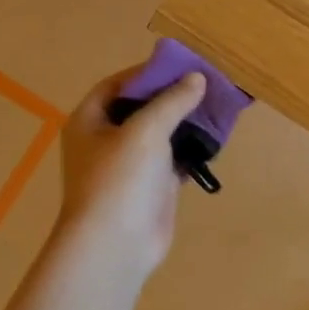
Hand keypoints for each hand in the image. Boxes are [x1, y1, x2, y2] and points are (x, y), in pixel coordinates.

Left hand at [56, 65, 205, 283]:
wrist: (116, 244)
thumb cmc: (120, 179)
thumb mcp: (146, 130)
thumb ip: (172, 101)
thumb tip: (197, 78)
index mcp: (90, 121)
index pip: (118, 85)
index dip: (148, 72)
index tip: (182, 65)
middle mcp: (106, 139)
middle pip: (142, 107)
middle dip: (173, 96)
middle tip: (207, 84)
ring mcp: (130, 165)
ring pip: (161, 134)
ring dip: (186, 122)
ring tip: (218, 107)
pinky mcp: (152, 186)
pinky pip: (174, 158)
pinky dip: (192, 149)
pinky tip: (215, 139)